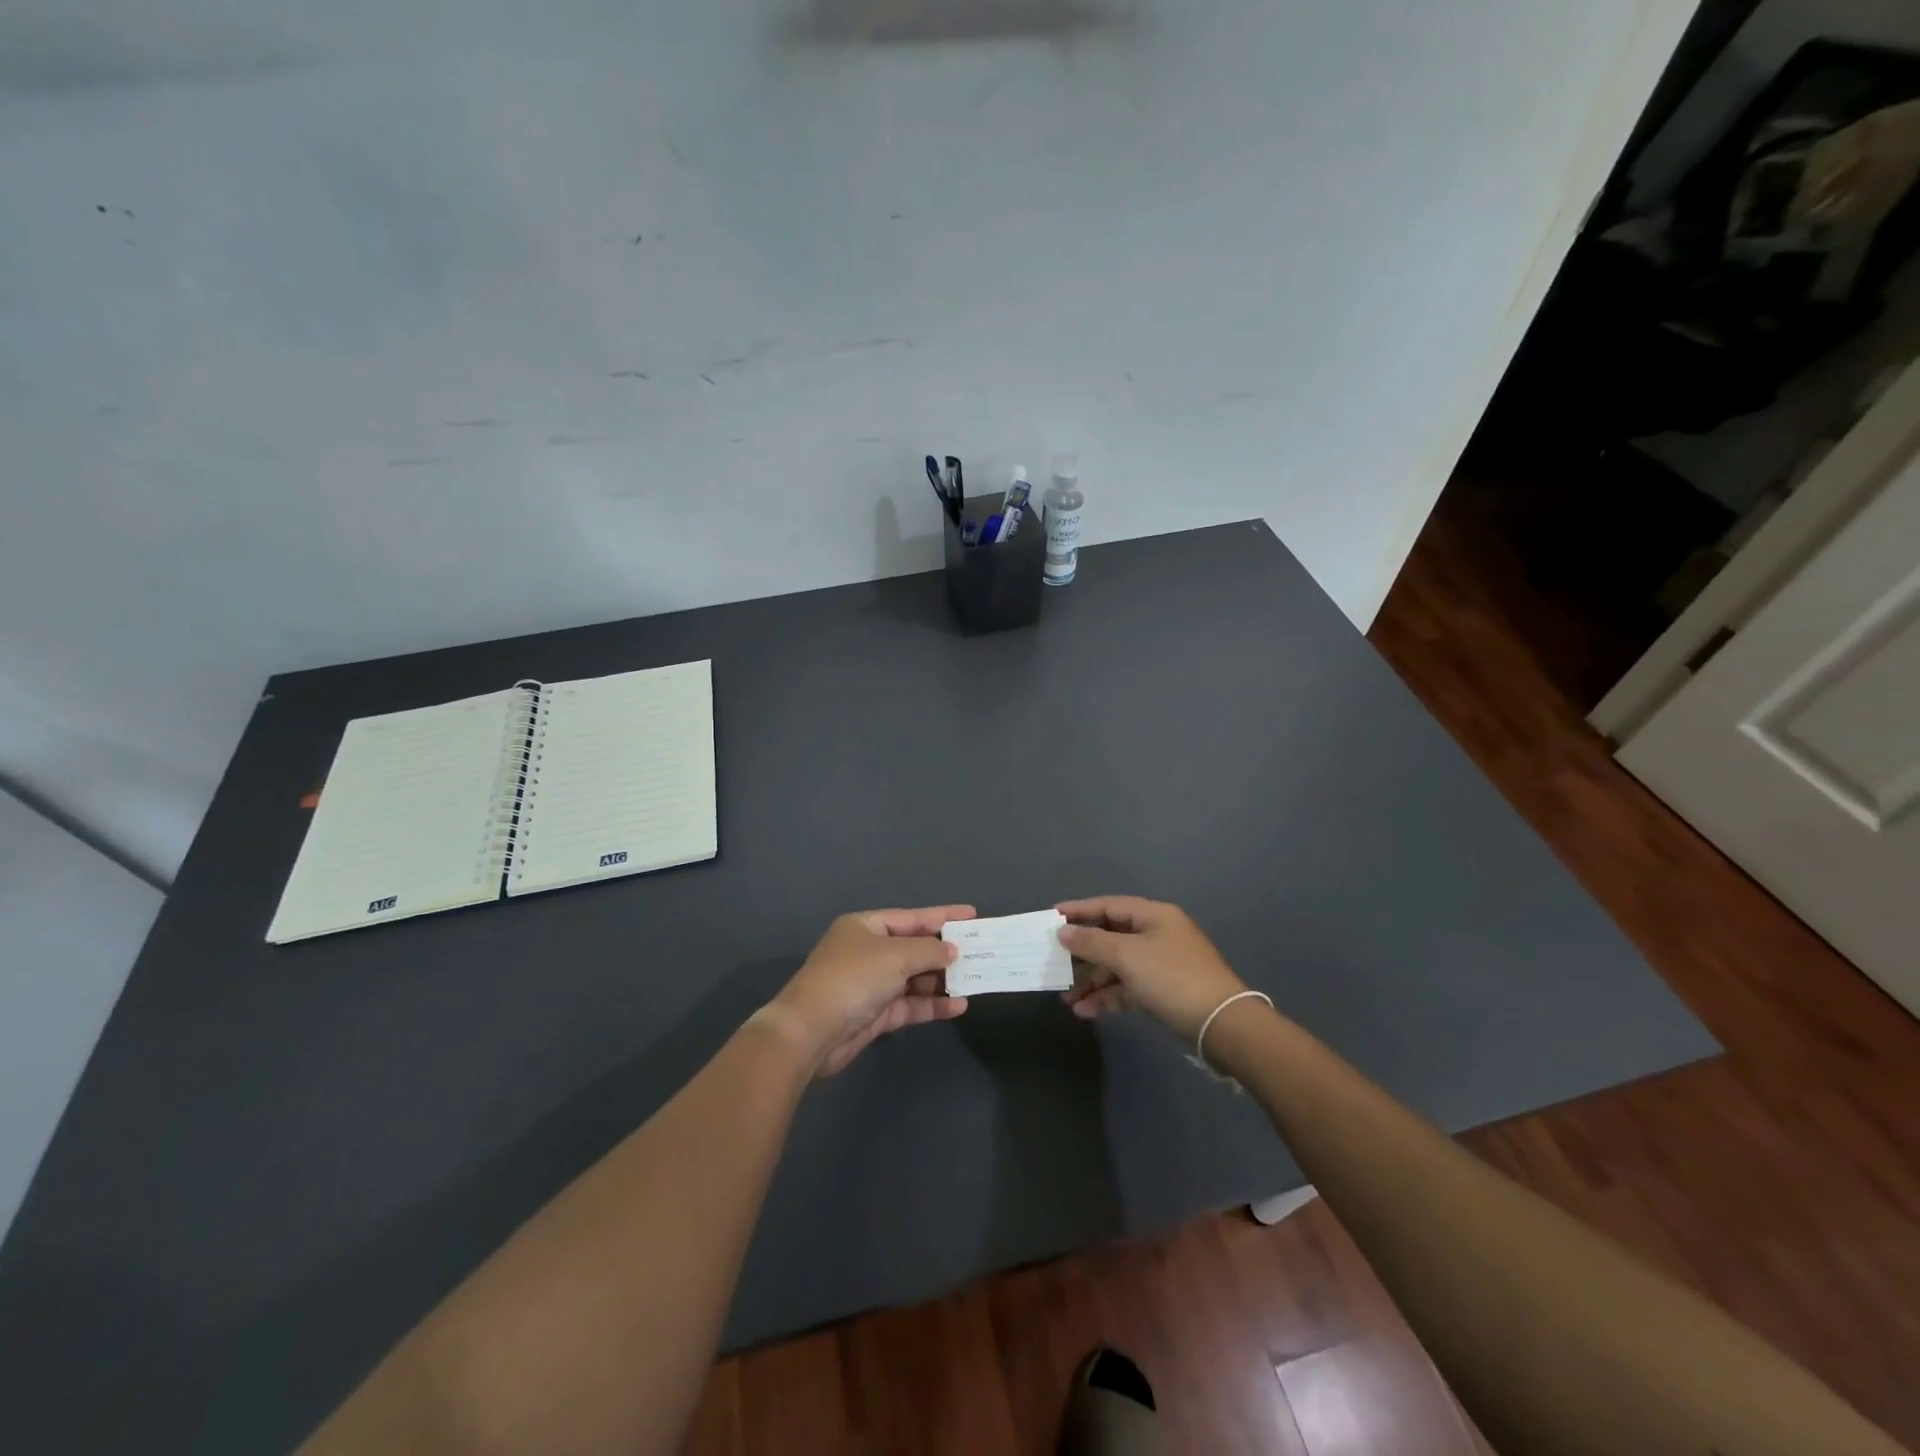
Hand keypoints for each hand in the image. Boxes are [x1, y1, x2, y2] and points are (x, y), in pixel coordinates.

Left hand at [761, 907, 973, 1076]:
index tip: (972, 915)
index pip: (912, 917)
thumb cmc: (853, 979)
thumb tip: (951, 950)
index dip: (943, 916)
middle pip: (914, 948)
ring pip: (914, 978)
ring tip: (975, 980)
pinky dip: (932, 1004)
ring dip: (942, 980)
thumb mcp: (894, 956)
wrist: (810, 1032)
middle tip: (980, 952)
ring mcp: (871, 984)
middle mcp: (869, 952)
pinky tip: (958, 1006)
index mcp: (866, 927)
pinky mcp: (875, 1014)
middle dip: (945, 952)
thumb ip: (928, 951)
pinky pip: (910, 1004)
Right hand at [1057, 896, 1249, 1042]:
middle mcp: (1157, 935)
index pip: (1109, 906)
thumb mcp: (1127, 955)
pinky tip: (1085, 1012)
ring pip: (1117, 967)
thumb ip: (1092, 942)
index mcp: (1154, 916)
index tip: (1051, 917)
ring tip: (1066, 1000)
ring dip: (1091, 982)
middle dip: (1082, 955)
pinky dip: (1107, 998)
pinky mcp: (1163, 993)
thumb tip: (1064, 932)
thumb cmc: (1171, 977)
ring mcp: (1161, 965)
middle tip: (1055, 964)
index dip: (1079, 910)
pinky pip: (1127, 989)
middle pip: (1111, 937)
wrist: (1221, 1025)